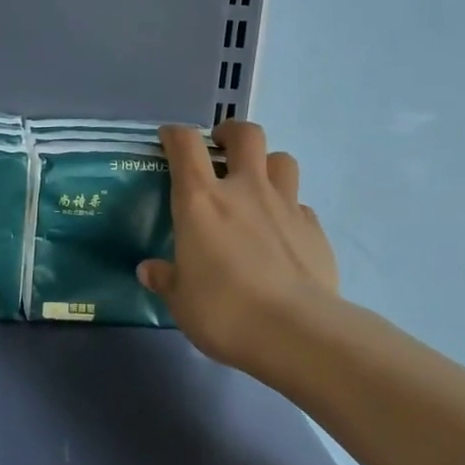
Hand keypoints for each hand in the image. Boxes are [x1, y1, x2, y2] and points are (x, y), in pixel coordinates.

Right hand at [137, 119, 339, 375]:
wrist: (295, 332)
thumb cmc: (223, 310)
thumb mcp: (180, 300)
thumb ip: (166, 278)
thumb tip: (150, 270)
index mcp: (201, 200)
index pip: (185, 145)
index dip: (175, 135)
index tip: (168, 140)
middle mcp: (245, 190)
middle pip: (246, 135)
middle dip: (231, 133)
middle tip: (220, 148)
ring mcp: (286, 206)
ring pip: (282, 160)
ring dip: (267, 164)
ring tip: (256, 185)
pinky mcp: (315, 229)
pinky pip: (301, 205)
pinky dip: (289, 210)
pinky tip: (281, 234)